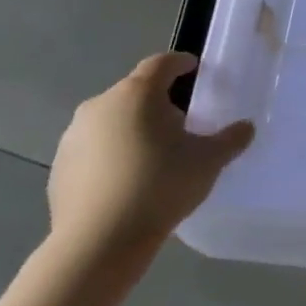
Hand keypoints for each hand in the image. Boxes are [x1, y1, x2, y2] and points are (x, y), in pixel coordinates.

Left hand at [46, 53, 253, 262]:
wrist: (98, 242)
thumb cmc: (160, 186)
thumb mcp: (209, 161)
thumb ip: (231, 139)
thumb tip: (245, 128)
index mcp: (137, 94)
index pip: (161, 63)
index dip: (180, 63)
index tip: (195, 69)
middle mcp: (100, 106)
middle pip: (135, 92)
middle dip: (159, 102)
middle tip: (182, 123)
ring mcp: (73, 137)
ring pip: (112, 120)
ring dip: (133, 128)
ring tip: (155, 155)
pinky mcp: (60, 167)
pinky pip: (93, 149)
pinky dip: (112, 155)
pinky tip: (128, 182)